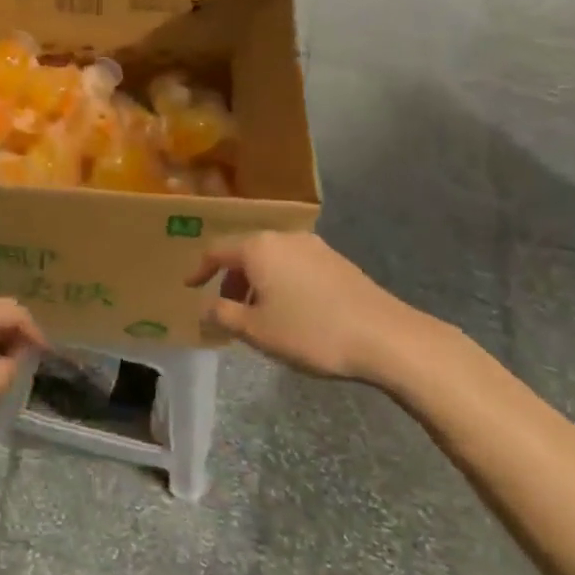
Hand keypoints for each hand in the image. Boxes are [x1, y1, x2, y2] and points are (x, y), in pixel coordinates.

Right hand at [187, 232, 444, 381]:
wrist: (385, 337)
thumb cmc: (310, 331)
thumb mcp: (256, 330)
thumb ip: (223, 315)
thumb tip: (205, 306)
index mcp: (258, 248)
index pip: (217, 250)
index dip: (199, 269)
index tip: (189, 287)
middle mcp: (284, 238)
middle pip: (245, 253)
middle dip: (231, 279)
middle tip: (225, 308)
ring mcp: (314, 247)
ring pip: (272, 260)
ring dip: (258, 283)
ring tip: (258, 314)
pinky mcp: (337, 262)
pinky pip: (295, 267)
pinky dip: (282, 283)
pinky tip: (291, 311)